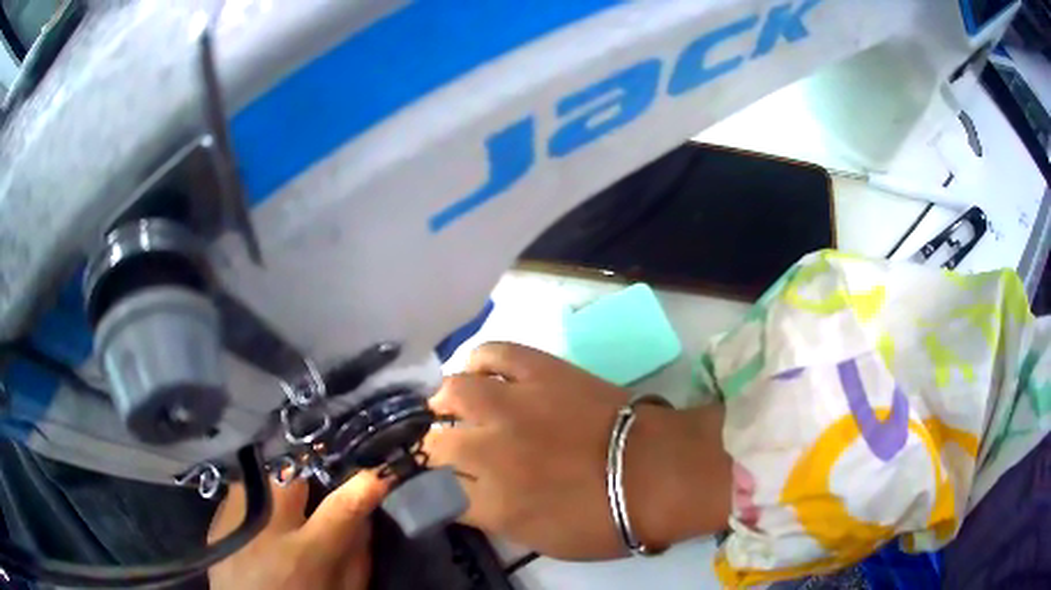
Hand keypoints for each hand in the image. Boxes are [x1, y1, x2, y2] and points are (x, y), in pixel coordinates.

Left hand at [208, 472, 386, 589]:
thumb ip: (357, 558)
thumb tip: (365, 517)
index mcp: (306, 553)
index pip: (344, 505)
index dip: (366, 483)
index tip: (380, 472)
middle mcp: (267, 525)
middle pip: (294, 471)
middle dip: (313, 467)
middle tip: (323, 479)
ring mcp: (237, 515)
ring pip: (265, 471)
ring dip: (284, 478)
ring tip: (290, 494)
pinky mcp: (218, 515)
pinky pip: (245, 486)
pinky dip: (261, 491)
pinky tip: (264, 509)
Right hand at [425, 342, 730, 560]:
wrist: (657, 472)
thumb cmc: (606, 519)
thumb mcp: (541, 540)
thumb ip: (495, 518)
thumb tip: (471, 497)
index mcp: (490, 503)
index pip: (434, 493)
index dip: (430, 491)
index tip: (434, 488)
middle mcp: (488, 451)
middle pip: (434, 445)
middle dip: (433, 452)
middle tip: (446, 451)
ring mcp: (512, 405)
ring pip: (453, 392)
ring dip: (446, 402)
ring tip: (451, 406)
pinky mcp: (539, 370)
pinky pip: (494, 353)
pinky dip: (480, 360)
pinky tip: (480, 371)